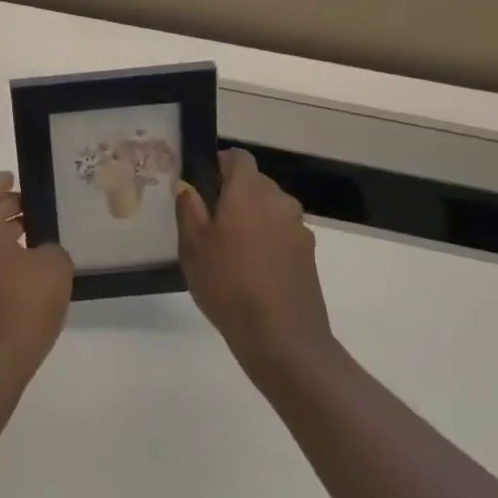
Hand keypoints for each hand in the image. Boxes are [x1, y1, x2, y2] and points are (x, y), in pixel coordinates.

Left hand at [0, 171, 72, 390]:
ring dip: (1, 235)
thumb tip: (43, 251)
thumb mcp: (54, 268)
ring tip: (33, 241)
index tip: (16, 178)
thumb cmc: (20, 306)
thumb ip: (51, 248)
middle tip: (34, 210)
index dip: (1, 181)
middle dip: (5, 208)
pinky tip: (22, 273)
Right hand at [176, 149, 337, 385]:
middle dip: (234, 194)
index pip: (238, 157)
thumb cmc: (229, 285)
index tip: (203, 185)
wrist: (284, 340)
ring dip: (252, 218)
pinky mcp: (309, 255)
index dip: (220, 164)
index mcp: (248, 191)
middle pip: (255, 182)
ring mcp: (298, 228)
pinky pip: (282, 233)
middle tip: (210, 221)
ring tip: (231, 250)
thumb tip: (187, 186)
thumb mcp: (193, 246)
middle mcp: (278, 200)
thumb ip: (188, 208)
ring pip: (270, 209)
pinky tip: (253, 271)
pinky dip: (268, 241)